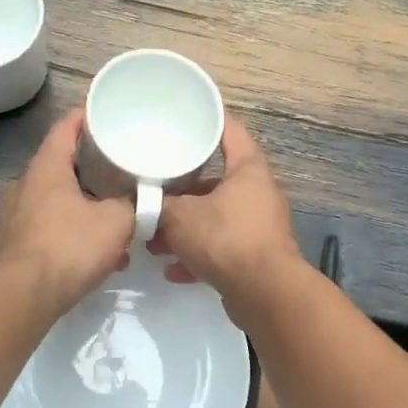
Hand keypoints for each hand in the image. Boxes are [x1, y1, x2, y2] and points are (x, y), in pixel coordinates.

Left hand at [0, 109, 134, 318]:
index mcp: (46, 169)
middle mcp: (23, 185)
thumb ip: (134, 205)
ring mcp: (13, 216)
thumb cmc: (69, 246)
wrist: (23, 295)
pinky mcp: (12, 245)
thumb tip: (144, 200)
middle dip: (90, 169)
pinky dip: (71, 234)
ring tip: (112, 221)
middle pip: (60, 166)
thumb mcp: (116, 222)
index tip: (104, 113)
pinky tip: (95, 256)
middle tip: (118, 170)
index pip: (65, 128)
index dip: (85, 117)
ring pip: (55, 202)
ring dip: (83, 208)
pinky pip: (47, 229)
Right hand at [152, 116, 301, 308]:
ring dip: (186, 230)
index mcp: (248, 170)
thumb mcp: (181, 216)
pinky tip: (173, 270)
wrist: (264, 292)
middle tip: (155, 192)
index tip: (186, 115)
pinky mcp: (255, 256)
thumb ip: (158, 205)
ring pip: (215, 219)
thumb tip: (143, 203)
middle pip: (216, 182)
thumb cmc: (225, 238)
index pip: (229, 131)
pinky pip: (221, 249)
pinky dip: (198, 256)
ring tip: (154, 241)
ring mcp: (258, 226)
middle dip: (183, 192)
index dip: (208, 120)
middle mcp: (258, 193)